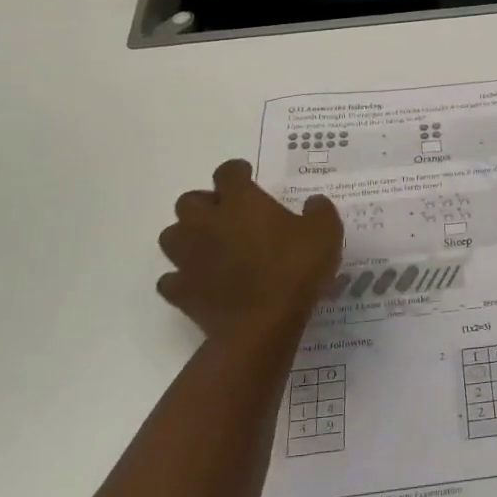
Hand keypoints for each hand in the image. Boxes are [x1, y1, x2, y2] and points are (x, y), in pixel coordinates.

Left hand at [157, 159, 342, 343]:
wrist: (261, 326)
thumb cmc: (294, 270)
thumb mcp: (325, 233)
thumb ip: (319, 211)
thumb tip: (313, 203)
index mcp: (240, 202)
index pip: (228, 172)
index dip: (237, 171)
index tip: (247, 176)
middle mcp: (207, 223)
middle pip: (189, 200)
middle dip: (205, 203)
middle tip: (228, 214)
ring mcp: (189, 257)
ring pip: (171, 235)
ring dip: (187, 236)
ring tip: (210, 245)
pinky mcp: (181, 291)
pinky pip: (171, 278)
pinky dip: (182, 277)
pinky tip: (200, 281)